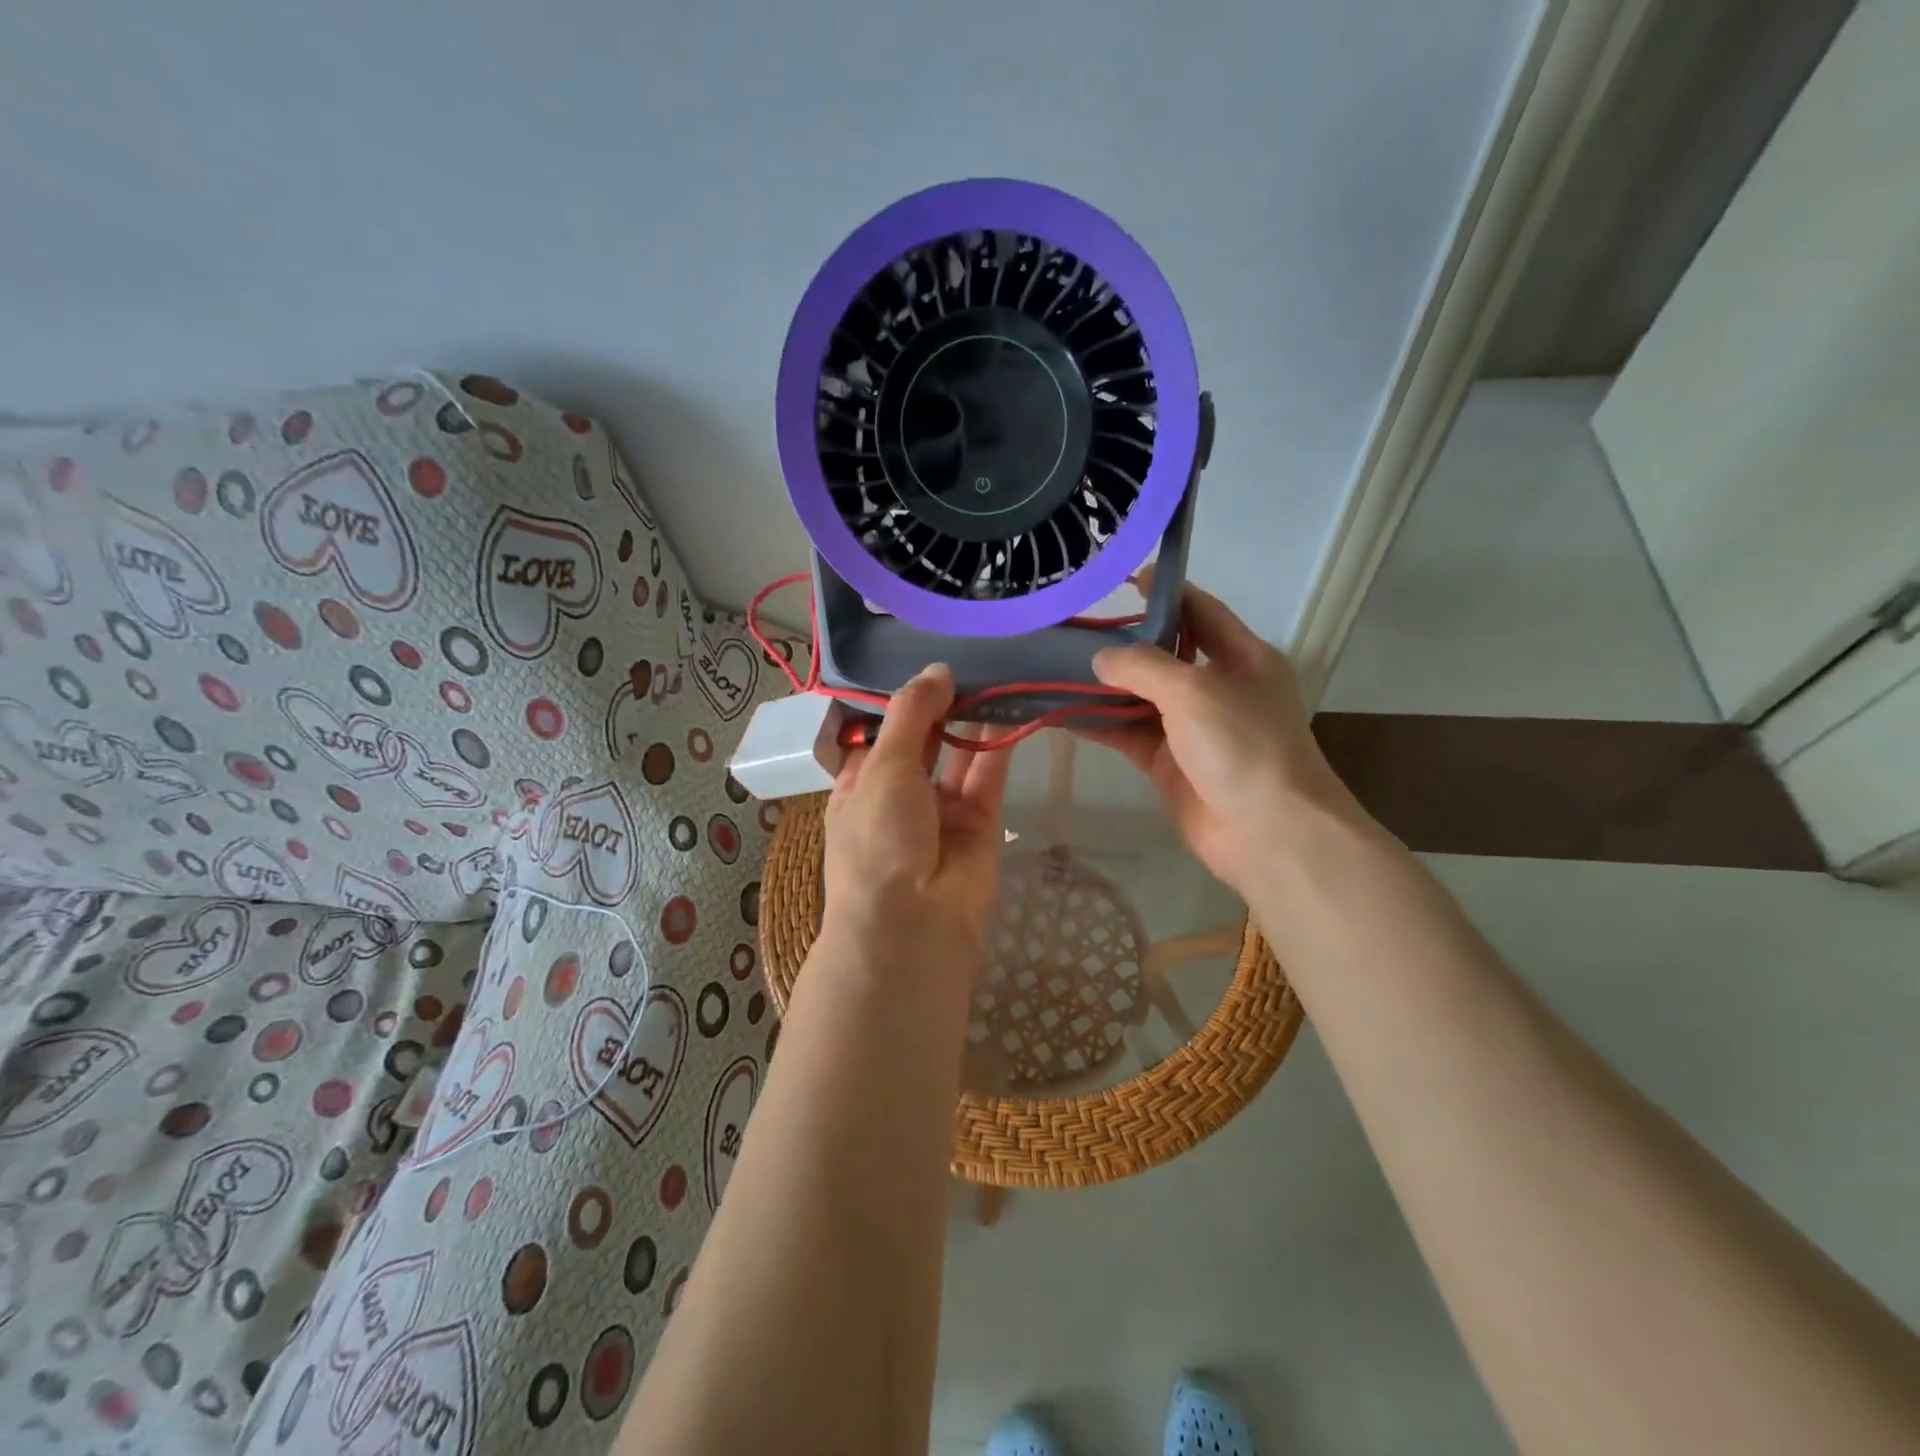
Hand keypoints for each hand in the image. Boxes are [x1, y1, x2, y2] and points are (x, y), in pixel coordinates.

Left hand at [823, 664, 1011, 957]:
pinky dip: (998, 742)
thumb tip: (937, 670)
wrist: (913, 924)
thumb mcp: (882, 766)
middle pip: (922, 739)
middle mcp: (899, 794)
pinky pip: (988, 775)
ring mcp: (941, 810)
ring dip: (972, 718)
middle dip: (940, 704)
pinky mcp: (980, 822)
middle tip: (967, 656)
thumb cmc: (878, 838)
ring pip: (958, 754)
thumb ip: (910, 714)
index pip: (878, 732)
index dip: (899, 698)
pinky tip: (1010, 703)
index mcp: (860, 784)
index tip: (923, 658)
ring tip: (993, 671)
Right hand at [1085, 585, 1368, 894]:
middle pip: (1163, 654)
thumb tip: (1100, 659)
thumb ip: (1143, 666)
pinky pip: (1128, 735)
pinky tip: (1061, 714)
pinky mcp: (1170, 763)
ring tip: (1054, 667)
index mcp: (1242, 657)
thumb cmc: (1243, 746)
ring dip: (1102, 686)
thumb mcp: (1194, 690)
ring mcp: (1192, 728)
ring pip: (1139, 697)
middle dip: (1120, 643)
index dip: (1163, 592)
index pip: (1199, 610)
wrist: (1268, 833)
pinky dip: (1099, 725)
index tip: (1120, 580)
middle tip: (1070, 629)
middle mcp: (1217, 687)